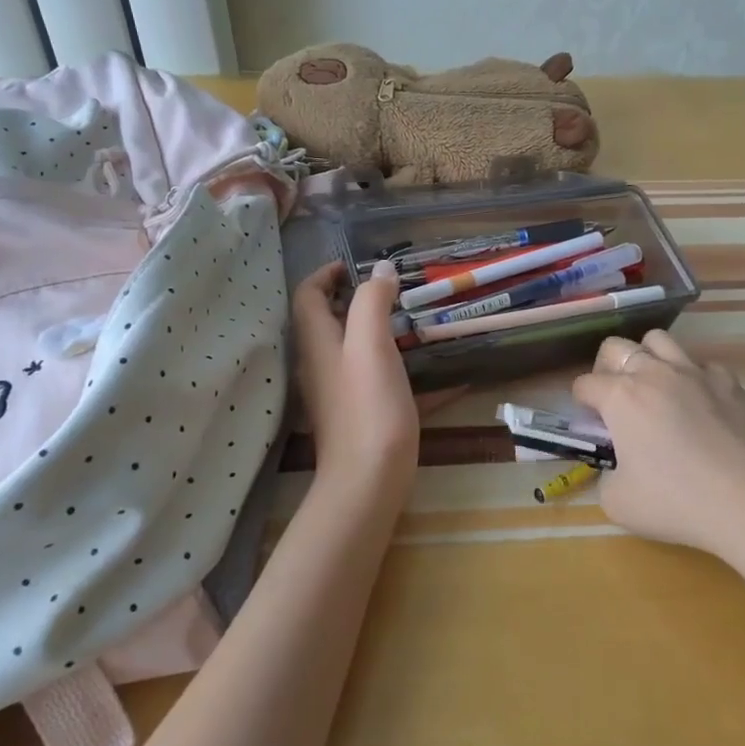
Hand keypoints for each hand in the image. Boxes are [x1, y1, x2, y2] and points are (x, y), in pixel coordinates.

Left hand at [290, 260, 420, 488]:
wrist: (369, 481)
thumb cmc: (368, 406)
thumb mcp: (370, 344)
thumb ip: (372, 302)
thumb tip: (380, 269)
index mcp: (317, 342)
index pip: (308, 295)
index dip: (327, 273)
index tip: (358, 264)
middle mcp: (320, 364)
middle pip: (328, 321)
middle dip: (356, 299)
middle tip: (394, 290)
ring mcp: (338, 392)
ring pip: (352, 350)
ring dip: (377, 331)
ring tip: (413, 322)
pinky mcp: (359, 414)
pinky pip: (377, 380)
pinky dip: (398, 368)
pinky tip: (436, 374)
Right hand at [572, 328, 744, 558]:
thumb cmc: (676, 502)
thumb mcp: (617, 503)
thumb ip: (606, 477)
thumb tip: (617, 467)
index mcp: (621, 397)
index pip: (585, 384)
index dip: (581, 403)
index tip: (591, 423)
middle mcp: (654, 373)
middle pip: (616, 347)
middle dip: (606, 368)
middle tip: (614, 398)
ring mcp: (695, 373)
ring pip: (659, 340)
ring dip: (648, 358)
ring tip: (653, 387)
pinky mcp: (730, 383)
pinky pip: (703, 365)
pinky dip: (694, 377)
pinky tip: (699, 402)